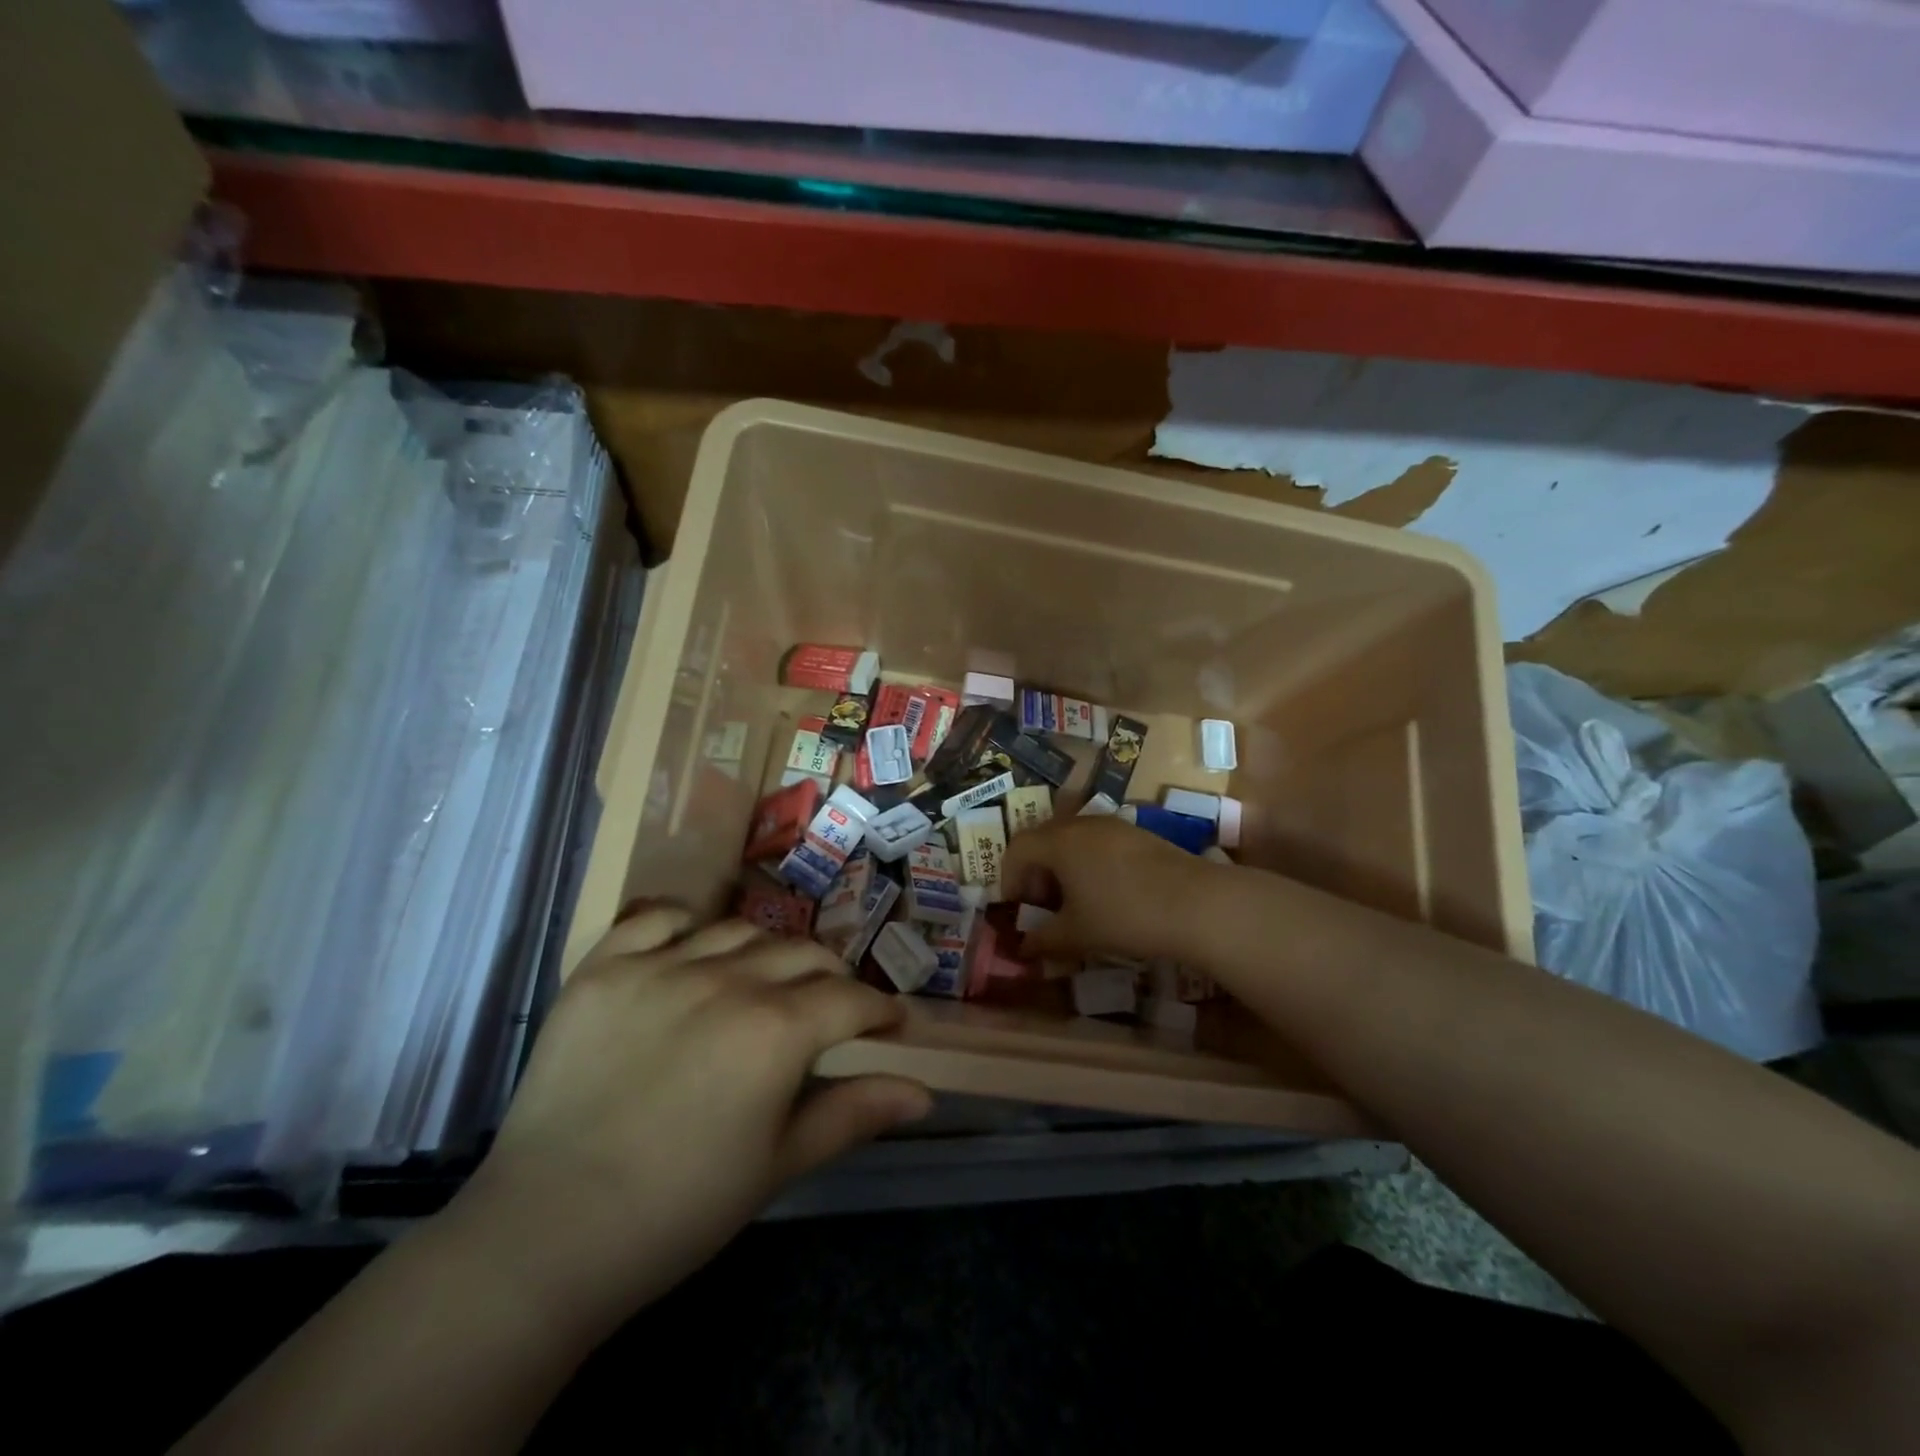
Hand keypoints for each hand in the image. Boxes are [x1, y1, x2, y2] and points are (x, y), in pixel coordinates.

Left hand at [446, 906, 931, 1330]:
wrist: (547, 1235)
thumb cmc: (678, 1210)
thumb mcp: (778, 1164)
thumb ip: (853, 1113)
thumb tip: (924, 1094)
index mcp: (777, 1031)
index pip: (849, 999)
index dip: (877, 1010)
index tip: (887, 1025)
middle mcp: (728, 980)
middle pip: (802, 954)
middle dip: (830, 978)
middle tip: (829, 1008)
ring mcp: (661, 967)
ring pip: (740, 930)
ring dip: (767, 951)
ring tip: (764, 981)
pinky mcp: (604, 968)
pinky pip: (657, 919)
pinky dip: (685, 925)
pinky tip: (691, 951)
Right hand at [1000, 816, 1216, 964]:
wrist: (1196, 904)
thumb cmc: (1124, 915)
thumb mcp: (1077, 934)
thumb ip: (1043, 939)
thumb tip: (1024, 948)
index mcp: (1058, 842)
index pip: (1017, 848)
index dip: (1009, 877)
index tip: (1016, 908)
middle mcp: (1081, 824)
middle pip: (1043, 839)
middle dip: (1035, 871)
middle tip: (1042, 905)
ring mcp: (1113, 825)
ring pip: (1072, 839)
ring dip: (1063, 867)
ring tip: (1074, 902)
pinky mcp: (1138, 834)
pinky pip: (1098, 842)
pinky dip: (1089, 863)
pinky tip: (1106, 894)